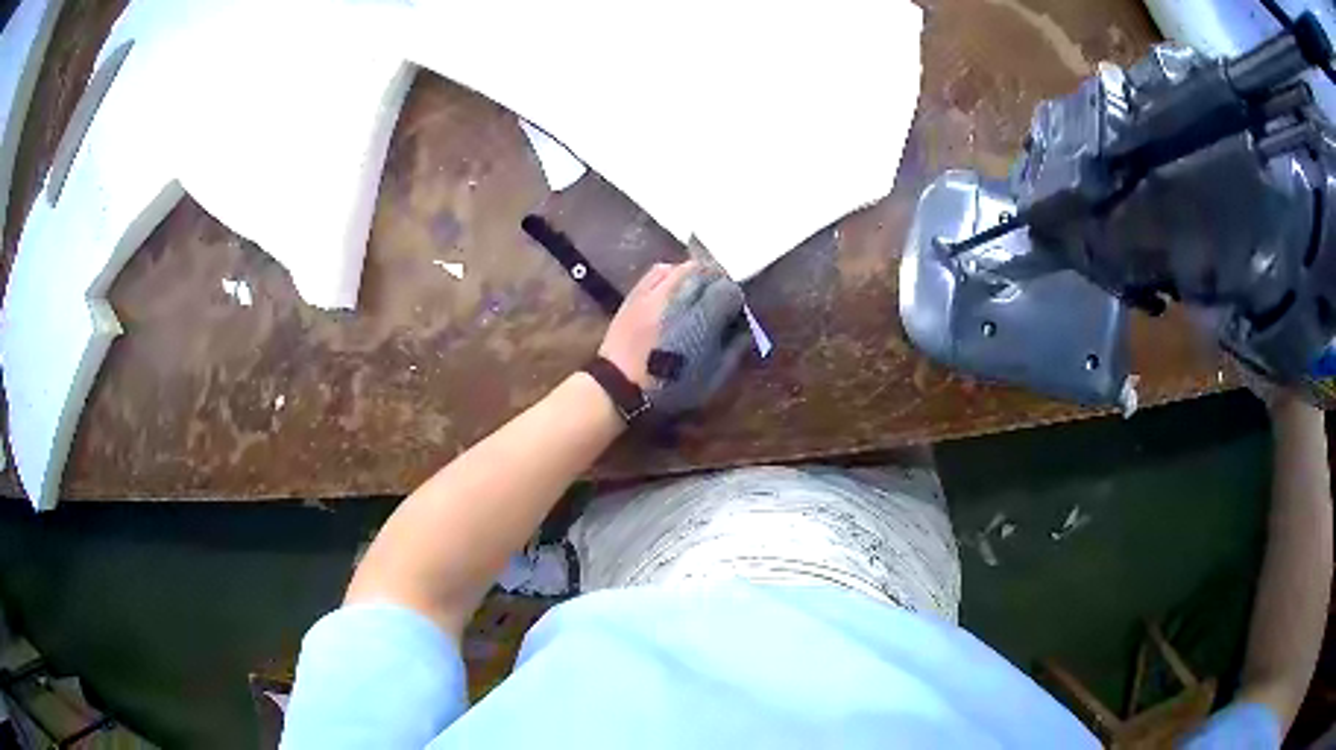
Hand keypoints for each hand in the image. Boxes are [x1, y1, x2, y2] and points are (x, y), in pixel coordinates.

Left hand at [598, 261, 749, 415]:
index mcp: (703, 320)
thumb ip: (735, 350)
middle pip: (709, 272)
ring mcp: (656, 291)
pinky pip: (660, 270)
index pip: (730, 290)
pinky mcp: (637, 291)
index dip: (736, 303)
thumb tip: (745, 329)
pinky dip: (673, 274)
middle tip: (717, 305)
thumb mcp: (713, 380)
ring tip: (696, 295)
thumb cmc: (670, 389)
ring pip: (686, 266)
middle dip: (718, 286)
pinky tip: (674, 289)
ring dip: (697, 277)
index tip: (733, 318)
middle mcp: (680, 297)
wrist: (619, 387)